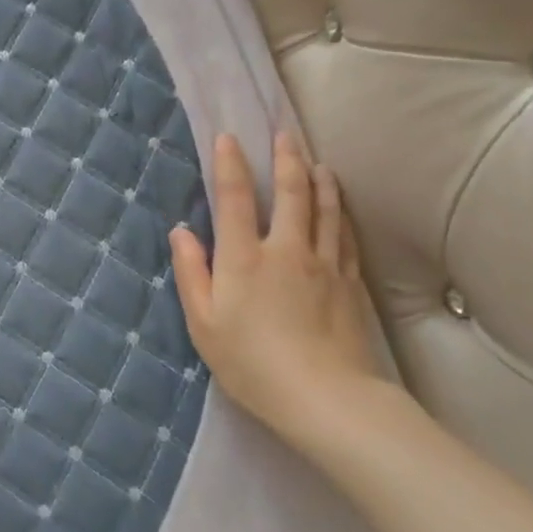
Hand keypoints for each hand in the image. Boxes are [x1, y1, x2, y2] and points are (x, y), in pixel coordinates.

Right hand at [169, 131, 380, 435]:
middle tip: (285, 134)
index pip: (236, 199)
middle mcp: (286, 250)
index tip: (229, 138)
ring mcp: (324, 265)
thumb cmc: (251, 363)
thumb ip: (192, 273)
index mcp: (244, 259)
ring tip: (317, 161)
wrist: (325, 397)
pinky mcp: (350, 284)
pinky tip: (340, 207)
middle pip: (291, 194)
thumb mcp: (204, 323)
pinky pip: (346, 237)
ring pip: (325, 210)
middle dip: (286, 159)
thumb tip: (182, 232)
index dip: (230, 165)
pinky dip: (341, 214)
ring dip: (320, 180)